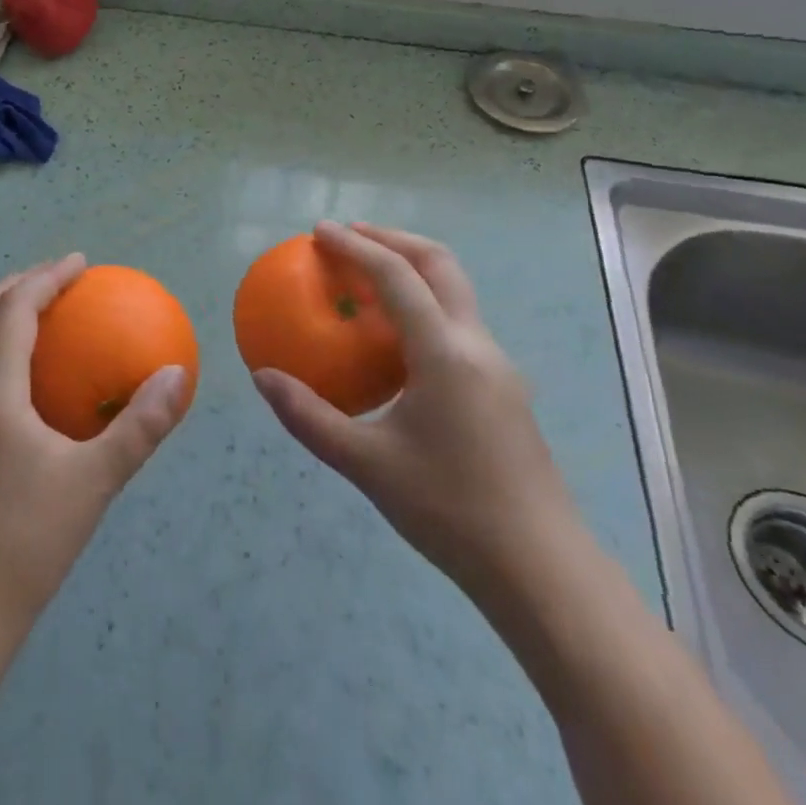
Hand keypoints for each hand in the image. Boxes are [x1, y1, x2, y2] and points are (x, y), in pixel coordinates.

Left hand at [0, 254, 191, 632]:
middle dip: (19, 284)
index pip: (14, 308)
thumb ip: (139, 425)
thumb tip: (178, 374)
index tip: (81, 263)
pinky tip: (33, 376)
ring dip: (4, 313)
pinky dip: (0, 347)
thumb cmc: (28, 539)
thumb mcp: (95, 480)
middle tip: (62, 278)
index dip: (46, 277)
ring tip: (46, 313)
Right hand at [251, 222, 581, 603]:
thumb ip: (309, 417)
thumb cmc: (451, 511)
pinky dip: (422, 304)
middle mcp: (476, 345)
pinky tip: (395, 339)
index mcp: (445, 352)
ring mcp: (497, 366)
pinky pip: (457, 323)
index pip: (396, 275)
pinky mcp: (503, 389)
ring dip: (411, 268)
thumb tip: (263, 377)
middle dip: (391, 238)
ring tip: (366, 276)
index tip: (318, 233)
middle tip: (347, 236)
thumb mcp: (367, 465)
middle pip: (438, 263)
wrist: (542, 571)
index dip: (356, 245)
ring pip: (454, 290)